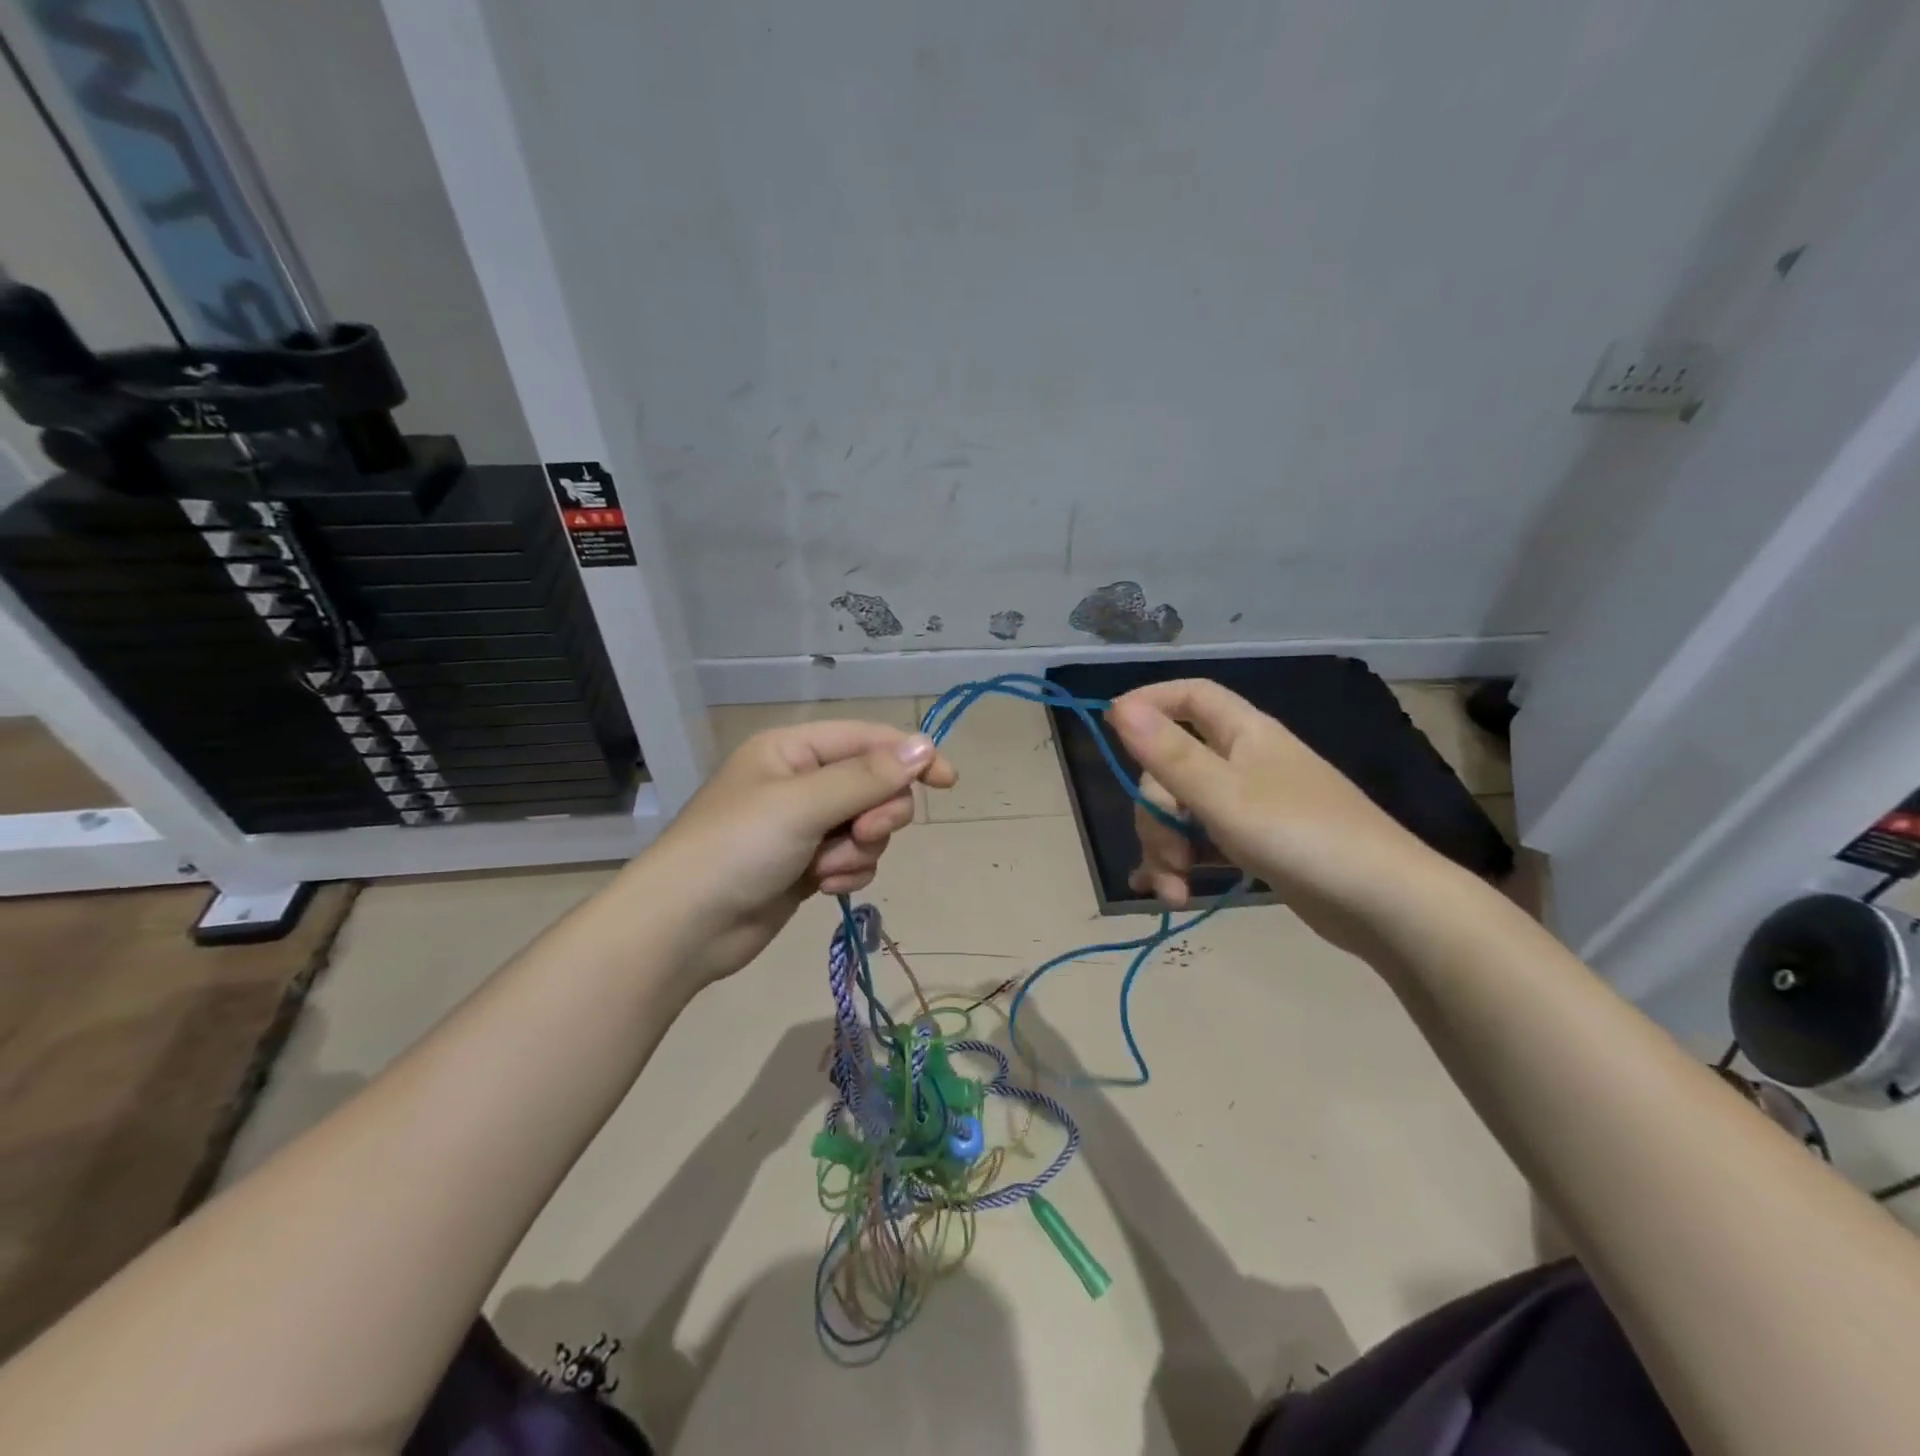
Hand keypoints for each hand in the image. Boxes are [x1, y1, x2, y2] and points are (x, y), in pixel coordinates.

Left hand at [634, 720, 956, 985]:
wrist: (684, 928)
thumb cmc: (737, 849)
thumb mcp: (804, 804)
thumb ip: (867, 777)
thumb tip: (925, 746)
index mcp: (794, 749)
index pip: (868, 739)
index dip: (911, 756)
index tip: (948, 782)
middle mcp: (802, 781)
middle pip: (874, 785)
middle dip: (876, 814)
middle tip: (862, 833)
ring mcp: (804, 826)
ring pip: (868, 827)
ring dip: (858, 850)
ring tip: (825, 870)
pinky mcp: (806, 865)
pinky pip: (853, 859)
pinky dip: (846, 873)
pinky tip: (820, 887)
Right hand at [1106, 679, 1439, 959]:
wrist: (1386, 905)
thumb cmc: (1302, 836)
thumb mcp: (1224, 796)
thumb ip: (1168, 754)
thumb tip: (1118, 707)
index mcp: (1243, 734)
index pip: (1189, 697)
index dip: (1149, 702)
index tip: (1112, 729)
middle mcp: (1245, 762)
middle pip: (1173, 769)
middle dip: (1156, 816)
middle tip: (1166, 858)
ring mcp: (1251, 806)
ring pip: (1184, 812)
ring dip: (1167, 850)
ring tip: (1173, 893)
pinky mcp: (1256, 845)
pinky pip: (1203, 842)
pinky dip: (1182, 865)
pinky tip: (1166, 893)